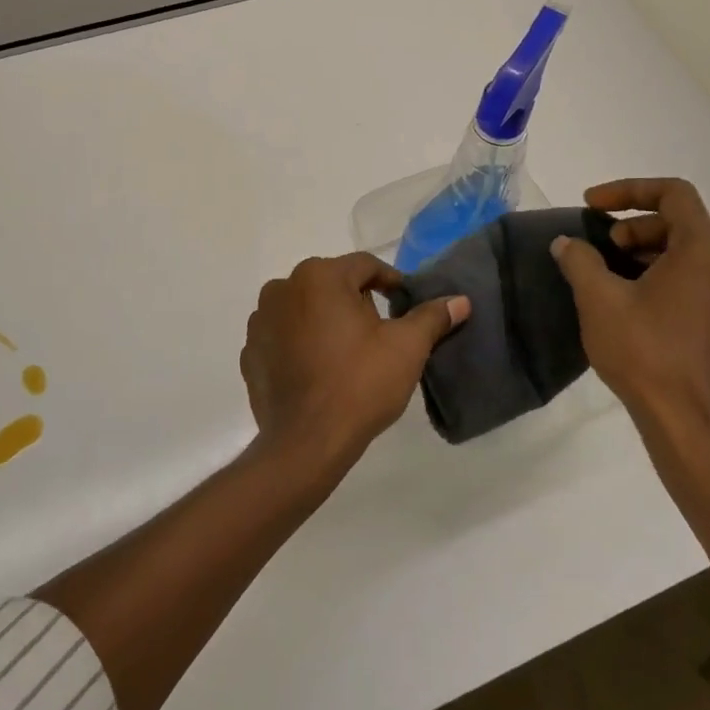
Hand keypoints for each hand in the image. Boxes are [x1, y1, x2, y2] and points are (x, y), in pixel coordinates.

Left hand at [239, 253, 469, 474]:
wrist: (306, 443)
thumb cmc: (360, 384)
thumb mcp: (406, 348)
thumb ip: (431, 317)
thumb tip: (459, 301)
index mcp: (319, 276)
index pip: (364, 265)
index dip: (390, 282)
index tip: (405, 303)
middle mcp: (283, 287)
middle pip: (331, 284)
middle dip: (356, 302)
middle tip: (379, 334)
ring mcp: (260, 320)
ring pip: (305, 308)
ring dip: (325, 321)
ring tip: (347, 354)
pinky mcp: (250, 351)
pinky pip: (283, 336)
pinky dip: (300, 344)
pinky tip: (318, 370)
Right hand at [550, 178, 709, 464]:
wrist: (691, 426)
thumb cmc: (646, 353)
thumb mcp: (599, 300)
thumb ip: (579, 260)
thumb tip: (567, 244)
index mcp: (705, 250)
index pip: (673, 193)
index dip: (628, 190)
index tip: (591, 206)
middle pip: (682, 223)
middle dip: (635, 226)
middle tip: (600, 246)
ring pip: (690, 255)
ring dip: (647, 253)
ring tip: (610, 276)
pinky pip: (698, 282)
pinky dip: (664, 277)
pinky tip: (633, 305)